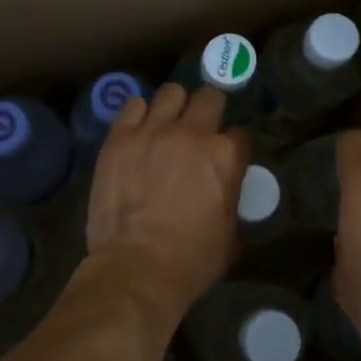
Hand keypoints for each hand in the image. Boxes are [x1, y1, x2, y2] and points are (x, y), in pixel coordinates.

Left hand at [83, 84, 248, 321]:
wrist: (136, 268)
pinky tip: (140, 129)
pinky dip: (140, 114)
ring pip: (171, 92)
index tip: (227, 154)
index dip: (234, 144)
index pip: (240, 133)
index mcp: (225, 156)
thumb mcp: (230, 232)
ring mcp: (153, 130)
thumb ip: (231, 196)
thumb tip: (226, 186)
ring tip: (167, 123)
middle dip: (210, 109)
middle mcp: (192, 133)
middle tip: (201, 127)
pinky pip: (134, 105)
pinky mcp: (120, 137)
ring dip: (174, 106)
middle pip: (209, 97)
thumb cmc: (191, 260)